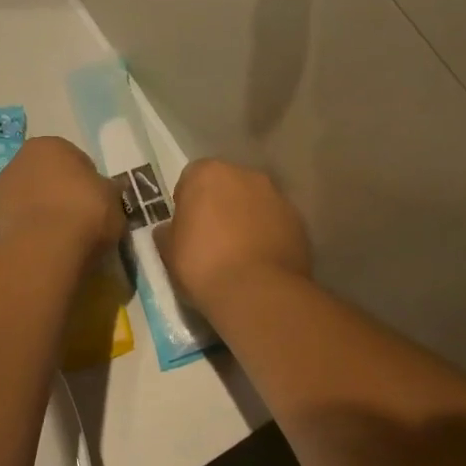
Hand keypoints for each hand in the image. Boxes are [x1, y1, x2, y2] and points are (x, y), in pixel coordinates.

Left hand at [0, 137, 125, 256]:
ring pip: (33, 199)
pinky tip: (47, 246)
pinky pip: (22, 221)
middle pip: (49, 177)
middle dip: (62, 193)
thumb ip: (107, 190)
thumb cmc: (84, 212)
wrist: (44, 249)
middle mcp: (20, 160)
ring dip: (45, 211)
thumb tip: (106, 191)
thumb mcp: (113, 198)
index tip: (98, 202)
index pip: (76, 160)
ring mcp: (2, 190)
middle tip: (81, 218)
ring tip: (64, 237)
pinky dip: (33, 230)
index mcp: (49, 145)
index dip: (90, 182)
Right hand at [159, 159, 311, 315]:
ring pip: (254, 203)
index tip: (185, 227)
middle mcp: (246, 175)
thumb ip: (167, 233)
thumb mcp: (168, 252)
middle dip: (219, 205)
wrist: (256, 292)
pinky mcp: (299, 221)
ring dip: (246, 219)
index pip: (191, 178)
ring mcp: (277, 196)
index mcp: (208, 173)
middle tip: (211, 239)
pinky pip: (275, 223)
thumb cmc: (202, 265)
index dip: (187, 202)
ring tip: (239, 254)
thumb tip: (168, 230)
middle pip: (227, 186)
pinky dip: (268, 235)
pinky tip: (260, 262)